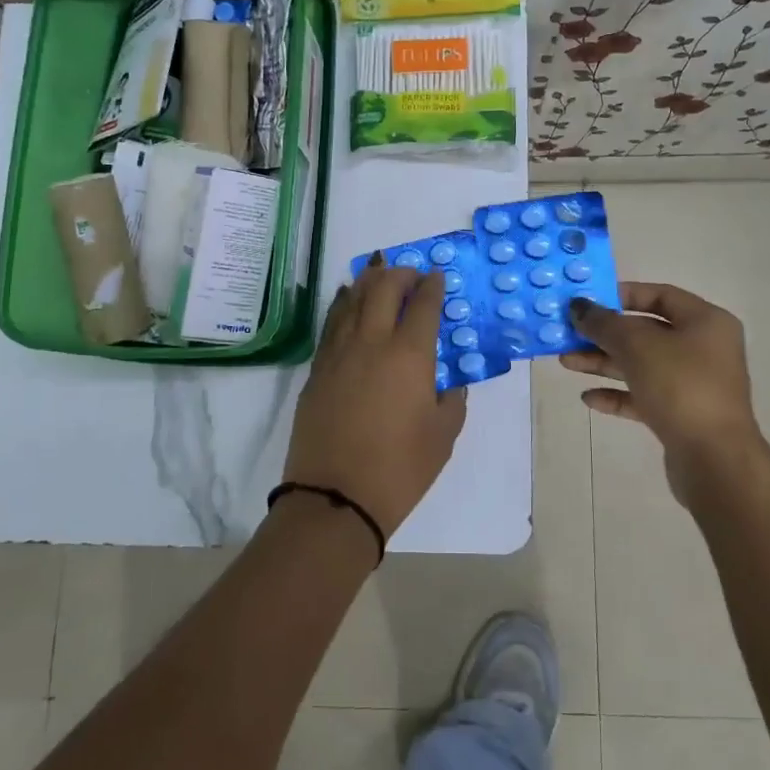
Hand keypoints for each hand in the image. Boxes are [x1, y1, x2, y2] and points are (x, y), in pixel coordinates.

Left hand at [284, 258, 467, 539]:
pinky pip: (332, 323)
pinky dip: (343, 303)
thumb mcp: (443, 435)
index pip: (423, 305)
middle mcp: (372, 342)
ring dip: (369, 280)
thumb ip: (451, 400)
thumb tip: (448, 382)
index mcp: (410, 355)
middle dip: (400, 274)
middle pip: (384, 289)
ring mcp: (339, 353)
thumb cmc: (400, 469)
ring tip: (379, 272)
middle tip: (412, 274)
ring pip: (352, 299)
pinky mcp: (317, 369)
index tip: (438, 276)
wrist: (335, 497)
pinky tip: (346, 298)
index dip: (432, 286)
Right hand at [566, 283, 769, 509]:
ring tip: (566, 363)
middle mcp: (704, 349)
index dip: (622, 295)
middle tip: (568, 335)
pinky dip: (617, 394)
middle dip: (604, 334)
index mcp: (706, 322)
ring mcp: (694, 384)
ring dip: (604, 363)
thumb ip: (604, 323)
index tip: (589, 302)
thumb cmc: (681, 386)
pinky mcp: (682, 415)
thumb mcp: (637, 346)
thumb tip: (577, 306)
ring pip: (641, 365)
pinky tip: (588, 398)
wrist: (715, 459)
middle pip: (646, 332)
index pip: (661, 295)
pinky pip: (644, 396)